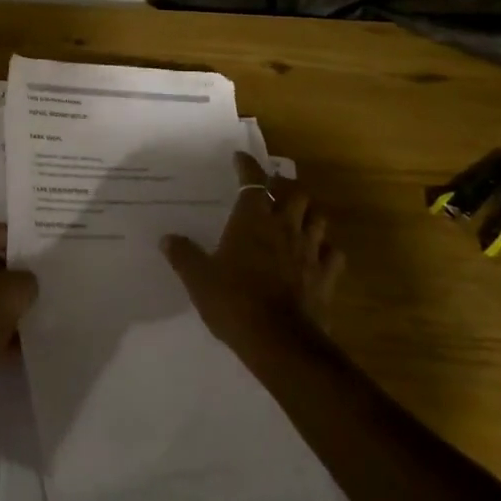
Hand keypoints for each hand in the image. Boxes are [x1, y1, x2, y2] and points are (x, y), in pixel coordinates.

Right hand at [162, 152, 341, 347]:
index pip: (253, 181)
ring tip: (297, 215)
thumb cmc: (234, 301)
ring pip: (318, 217)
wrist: (279, 341)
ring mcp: (310, 251)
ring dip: (308, 212)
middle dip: (285, 185)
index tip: (240, 158)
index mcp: (253, 220)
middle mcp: (284, 227)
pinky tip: (318, 252)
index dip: (247, 166)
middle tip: (273, 188)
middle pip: (295, 192)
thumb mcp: (198, 279)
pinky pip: (333, 253)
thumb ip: (183, 255)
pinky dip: (326, 247)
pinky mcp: (326, 276)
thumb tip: (167, 238)